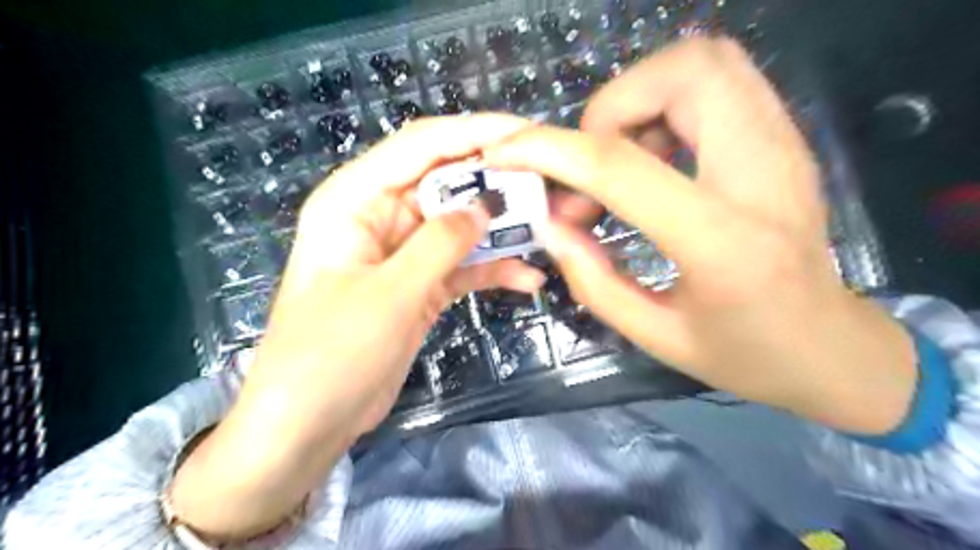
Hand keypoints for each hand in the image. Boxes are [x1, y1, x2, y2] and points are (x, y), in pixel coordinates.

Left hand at [172, 115, 548, 540]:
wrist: (308, 422)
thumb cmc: (333, 352)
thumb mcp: (391, 292)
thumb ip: (441, 243)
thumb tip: (487, 207)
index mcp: (355, 200)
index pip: (421, 146)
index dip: (474, 133)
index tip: (527, 133)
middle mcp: (380, 217)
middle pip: (446, 182)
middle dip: (496, 182)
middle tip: (549, 183)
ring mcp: (403, 254)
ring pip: (460, 225)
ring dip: (501, 229)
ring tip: (549, 228)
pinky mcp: (419, 286)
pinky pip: (462, 265)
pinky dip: (492, 269)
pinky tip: (527, 279)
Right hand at [482, 37, 919, 436]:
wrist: (833, 347)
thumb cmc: (745, 354)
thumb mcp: (655, 335)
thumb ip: (591, 279)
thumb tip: (548, 223)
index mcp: (722, 242)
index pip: (620, 165)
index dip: (551, 149)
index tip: (507, 151)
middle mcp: (762, 175)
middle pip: (682, 73)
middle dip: (610, 107)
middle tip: (591, 165)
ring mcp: (784, 146)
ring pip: (705, 61)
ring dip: (641, 98)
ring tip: (620, 160)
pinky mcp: (786, 138)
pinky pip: (721, 80)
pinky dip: (669, 101)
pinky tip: (655, 156)